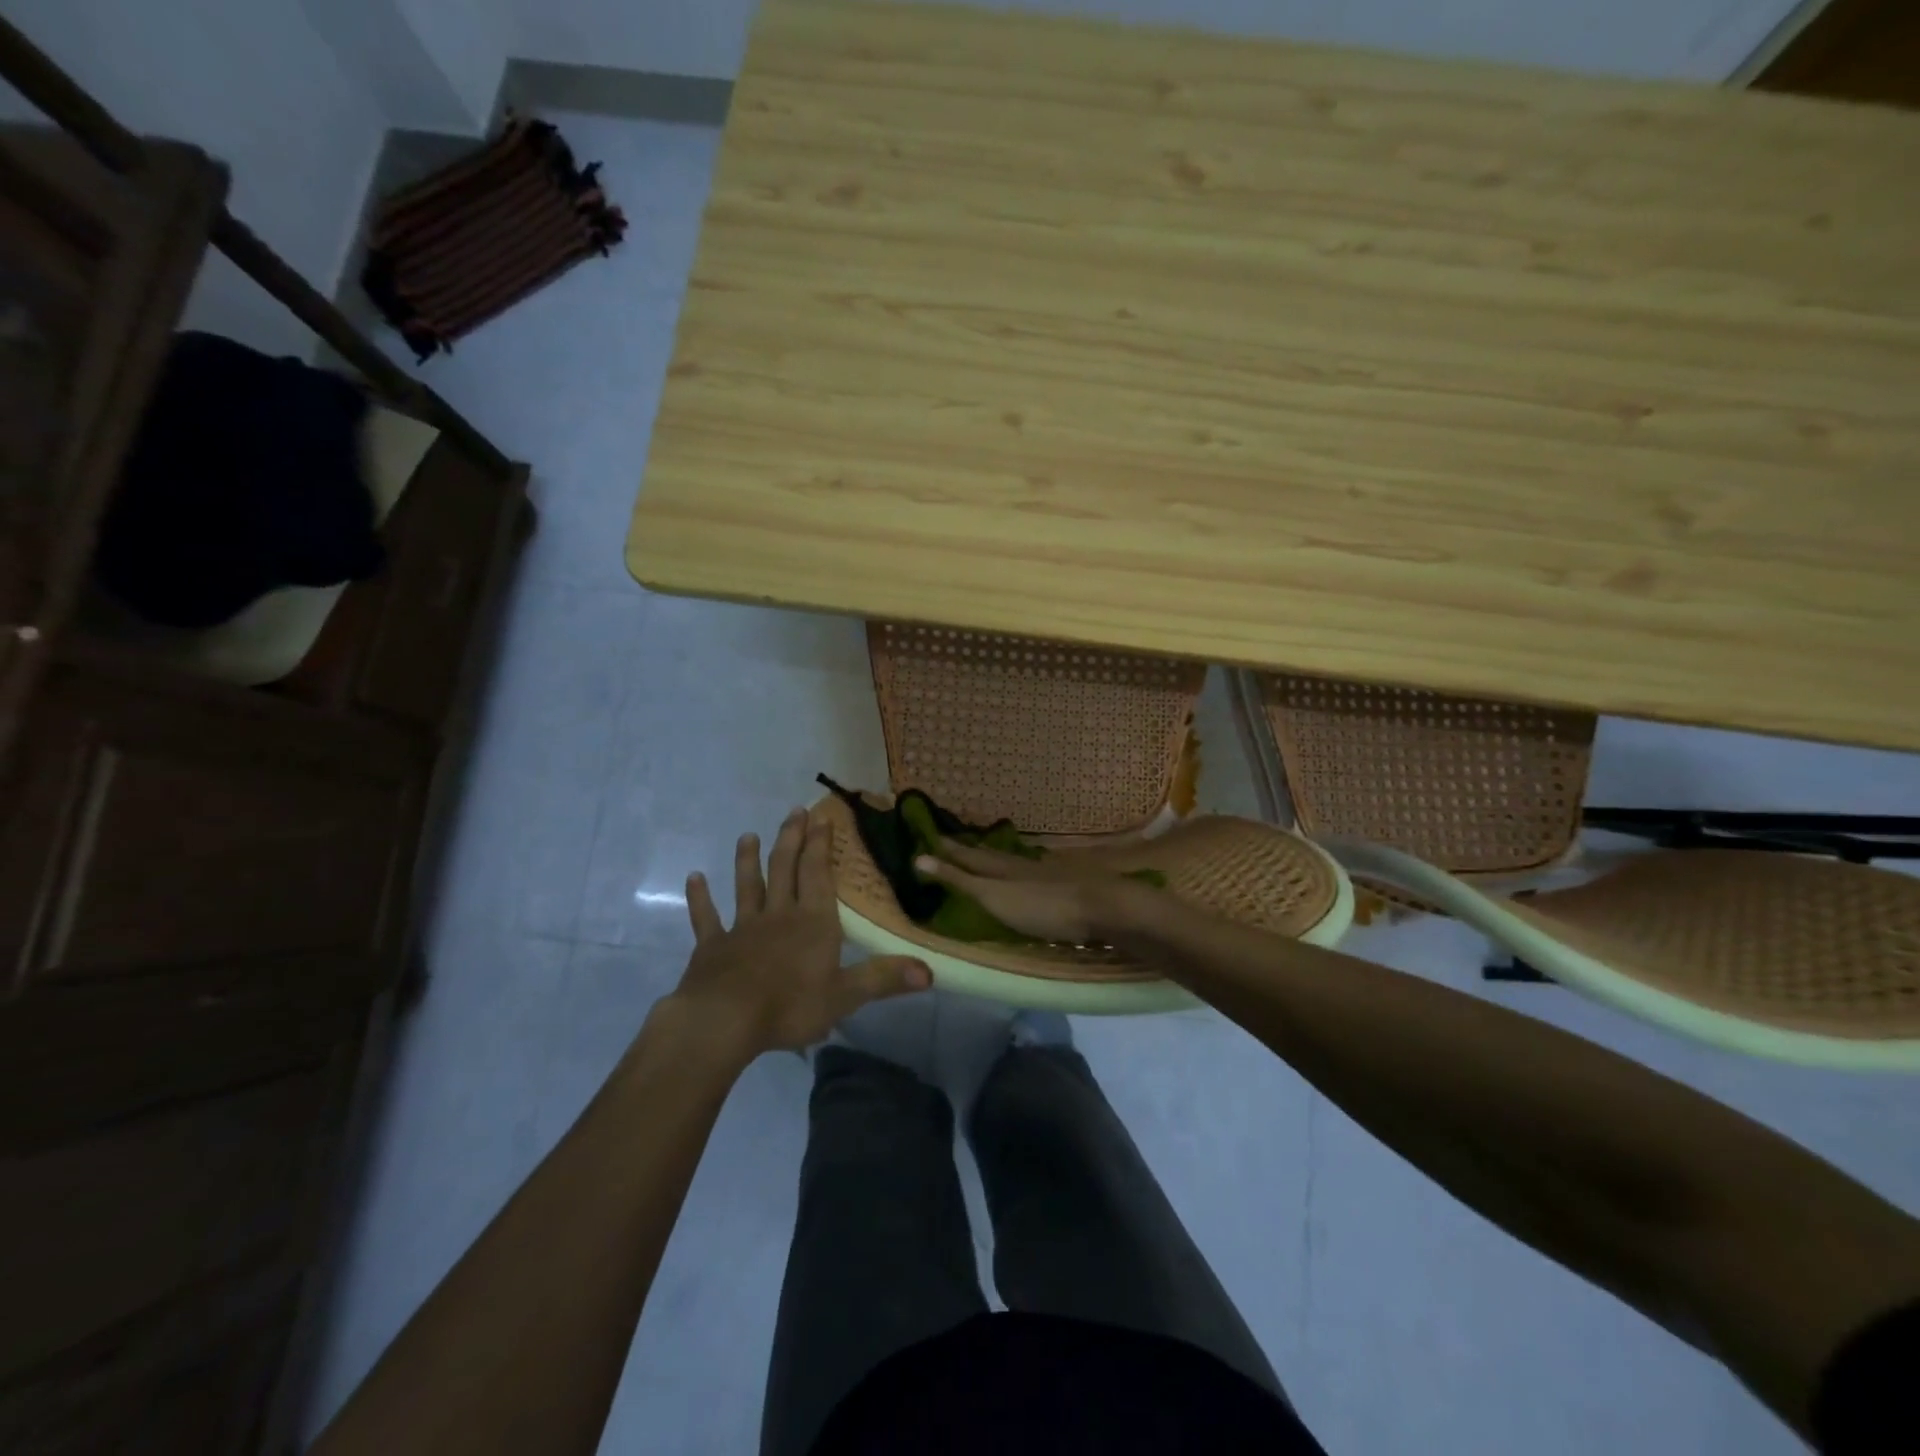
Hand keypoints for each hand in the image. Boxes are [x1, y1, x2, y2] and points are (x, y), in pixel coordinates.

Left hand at [666, 808, 931, 1059]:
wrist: (724, 1021)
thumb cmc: (790, 1005)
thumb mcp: (845, 996)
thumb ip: (884, 978)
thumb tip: (931, 971)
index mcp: (813, 922)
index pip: (818, 874)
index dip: (821, 845)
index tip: (822, 817)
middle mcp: (779, 915)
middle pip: (785, 869)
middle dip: (791, 839)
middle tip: (795, 812)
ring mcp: (742, 928)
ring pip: (747, 886)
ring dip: (748, 860)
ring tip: (748, 836)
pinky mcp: (712, 946)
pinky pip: (706, 917)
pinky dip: (700, 898)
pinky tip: (695, 878)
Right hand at [914, 837, 1164, 944]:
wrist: (1102, 907)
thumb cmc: (1042, 907)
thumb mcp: (993, 897)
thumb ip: (960, 880)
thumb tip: (919, 857)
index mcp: (999, 868)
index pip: (966, 856)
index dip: (947, 849)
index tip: (928, 835)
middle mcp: (1019, 864)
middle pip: (988, 855)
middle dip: (967, 849)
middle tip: (950, 838)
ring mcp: (1043, 873)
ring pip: (1011, 861)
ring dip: (993, 857)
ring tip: (981, 852)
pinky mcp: (1063, 885)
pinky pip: (1030, 871)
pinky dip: (1017, 869)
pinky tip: (1023, 872)